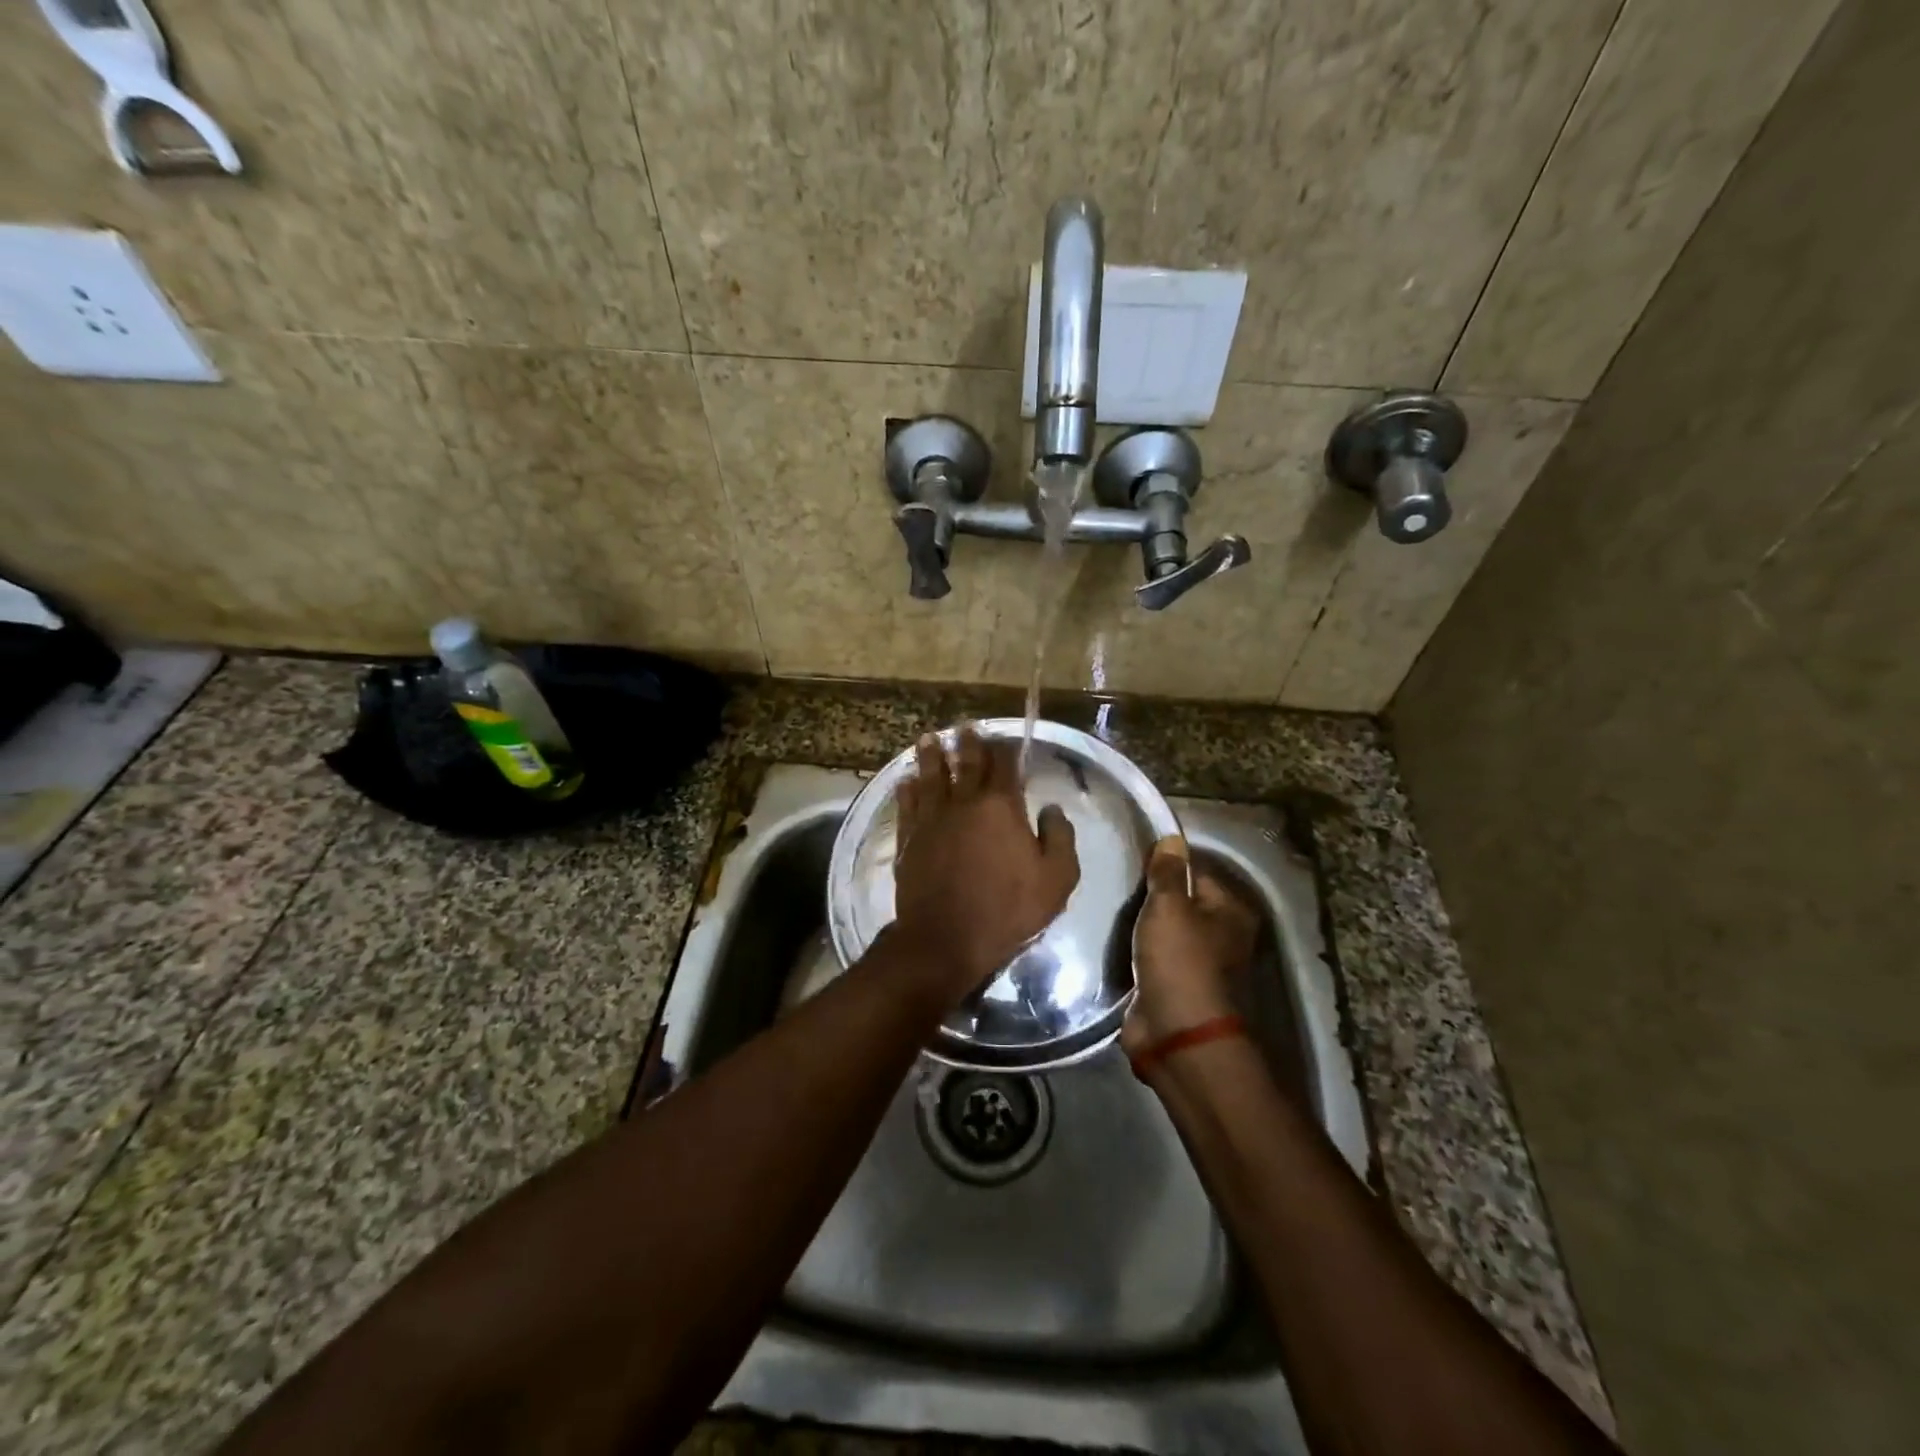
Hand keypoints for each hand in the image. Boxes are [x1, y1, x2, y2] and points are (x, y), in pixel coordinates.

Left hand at [892, 728, 1079, 999]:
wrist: (946, 939)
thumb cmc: (1008, 909)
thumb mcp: (1056, 879)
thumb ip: (1060, 838)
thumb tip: (1050, 808)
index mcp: (1001, 807)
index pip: (1005, 767)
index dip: (1006, 749)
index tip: (1004, 738)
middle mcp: (964, 803)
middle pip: (965, 764)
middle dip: (967, 743)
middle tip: (965, 726)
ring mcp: (932, 819)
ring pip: (931, 777)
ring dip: (931, 756)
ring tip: (928, 738)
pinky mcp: (909, 839)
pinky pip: (907, 805)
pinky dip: (907, 789)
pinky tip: (906, 780)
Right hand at [1121, 836, 1258, 1057]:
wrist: (1177, 1036)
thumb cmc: (1180, 962)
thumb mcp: (1170, 907)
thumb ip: (1168, 872)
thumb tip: (1173, 838)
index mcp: (1230, 911)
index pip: (1195, 871)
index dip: (1165, 864)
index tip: (1131, 858)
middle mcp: (1219, 935)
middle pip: (1178, 901)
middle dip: (1148, 896)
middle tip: (1114, 882)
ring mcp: (1195, 963)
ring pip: (1161, 930)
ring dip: (1138, 925)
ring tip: (1107, 907)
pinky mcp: (1171, 985)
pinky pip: (1148, 956)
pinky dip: (1133, 950)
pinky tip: (1109, 938)